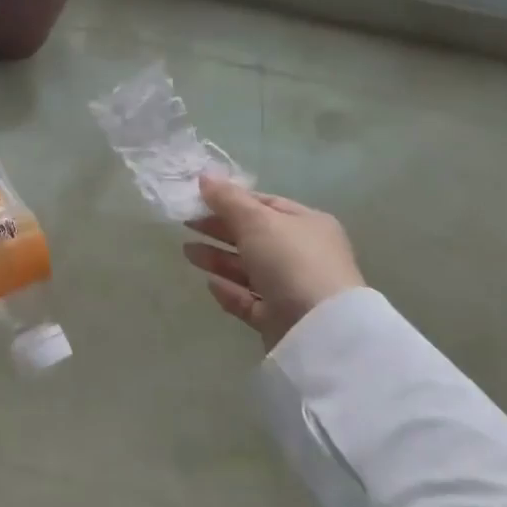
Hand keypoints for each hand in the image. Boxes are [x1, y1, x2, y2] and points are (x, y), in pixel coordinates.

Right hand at [183, 174, 363, 348]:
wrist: (320, 329)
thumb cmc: (291, 261)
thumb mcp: (256, 220)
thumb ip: (227, 199)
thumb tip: (204, 176)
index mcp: (306, 224)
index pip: (264, 205)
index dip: (231, 200)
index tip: (198, 200)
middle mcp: (302, 254)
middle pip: (253, 237)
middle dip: (219, 230)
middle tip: (186, 224)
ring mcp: (292, 288)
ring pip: (248, 269)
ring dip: (217, 259)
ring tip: (187, 252)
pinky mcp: (280, 318)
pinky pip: (249, 299)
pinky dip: (229, 291)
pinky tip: (209, 284)